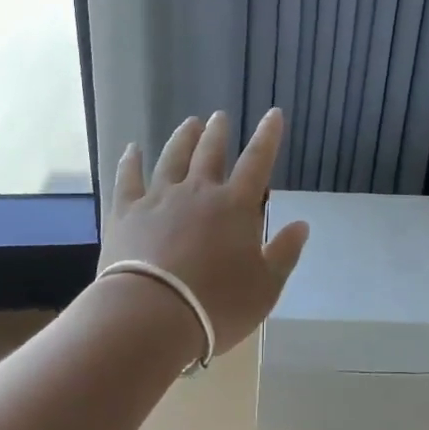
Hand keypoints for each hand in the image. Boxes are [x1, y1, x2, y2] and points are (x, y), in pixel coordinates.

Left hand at [99, 108, 309, 355]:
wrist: (150, 316)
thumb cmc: (216, 306)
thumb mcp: (265, 288)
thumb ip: (284, 253)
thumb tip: (302, 224)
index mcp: (235, 205)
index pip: (257, 160)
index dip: (267, 136)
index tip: (273, 113)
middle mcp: (198, 191)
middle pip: (210, 152)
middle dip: (218, 132)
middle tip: (219, 116)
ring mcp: (159, 198)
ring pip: (172, 157)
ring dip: (182, 138)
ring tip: (189, 123)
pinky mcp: (126, 212)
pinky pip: (128, 178)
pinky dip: (130, 161)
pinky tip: (132, 149)